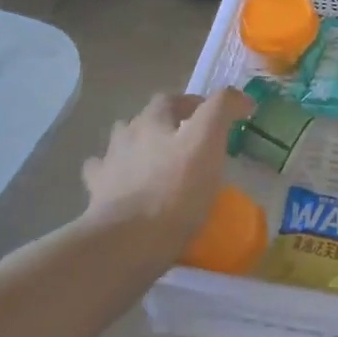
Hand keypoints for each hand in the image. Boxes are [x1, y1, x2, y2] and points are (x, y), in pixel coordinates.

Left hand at [81, 88, 253, 270]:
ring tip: (156, 162)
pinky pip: (104, 178)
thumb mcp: (208, 142)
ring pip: (121, 145)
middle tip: (188, 142)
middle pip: (144, 120)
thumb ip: (222, 111)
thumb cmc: (175, 189)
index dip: (193, 104)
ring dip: (138, 147)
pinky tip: (125, 185)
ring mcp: (108, 166)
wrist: (129, 239)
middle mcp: (126, 135)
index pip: (172, 99)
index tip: (214, 118)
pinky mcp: (97, 196)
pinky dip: (115, 176)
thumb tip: (240, 97)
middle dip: (165, 125)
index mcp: (153, 120)